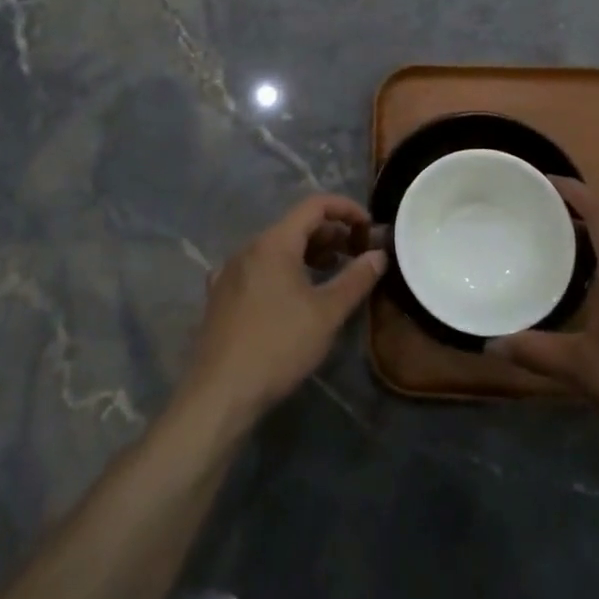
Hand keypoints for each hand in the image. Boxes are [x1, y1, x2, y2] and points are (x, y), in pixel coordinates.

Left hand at [180, 194, 385, 429]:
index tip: (369, 227)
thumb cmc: (278, 346)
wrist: (219, 393)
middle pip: (295, 225)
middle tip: (356, 254)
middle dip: (330, 234)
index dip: (346, 209)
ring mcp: (230, 270)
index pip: (315, 205)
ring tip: (331, 273)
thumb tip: (379, 254)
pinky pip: (258, 268)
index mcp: (274, 242)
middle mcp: (249, 247)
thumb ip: (356, 279)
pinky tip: (291, 295)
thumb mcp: (327, 313)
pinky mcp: (220, 295)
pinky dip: (282, 270)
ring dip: (308, 253)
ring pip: (276, 248)